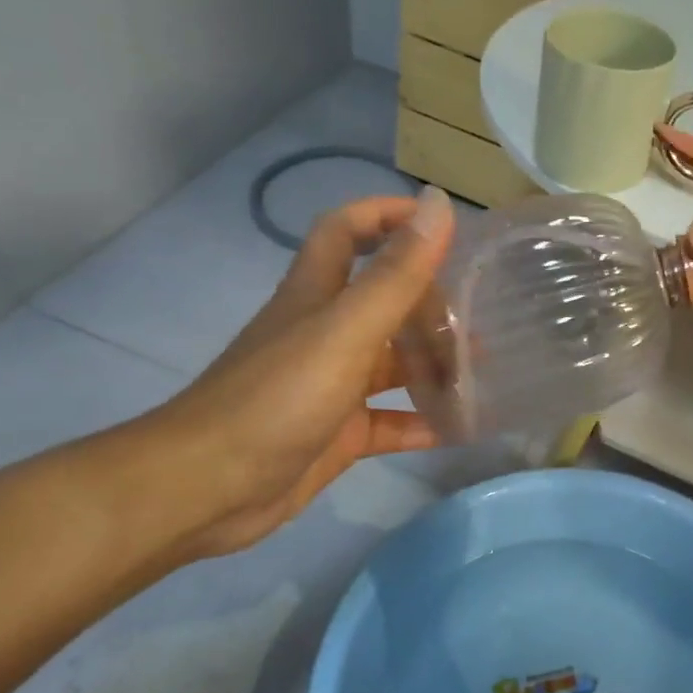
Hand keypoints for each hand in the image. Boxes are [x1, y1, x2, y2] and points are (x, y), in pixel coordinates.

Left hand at [152, 188, 454, 555]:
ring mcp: (330, 387)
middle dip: (429, 300)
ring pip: (391, 363)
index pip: (348, 231)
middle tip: (482, 314)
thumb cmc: (278, 398)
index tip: (441, 223)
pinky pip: (389, 422)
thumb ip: (395, 275)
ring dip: (433, 363)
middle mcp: (324, 333)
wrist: (209, 488)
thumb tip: (438, 204)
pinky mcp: (337, 434)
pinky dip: (422, 422)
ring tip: (484, 369)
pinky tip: (460, 427)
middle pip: (382, 301)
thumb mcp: (344, 330)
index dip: (387, 215)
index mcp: (317, 295)